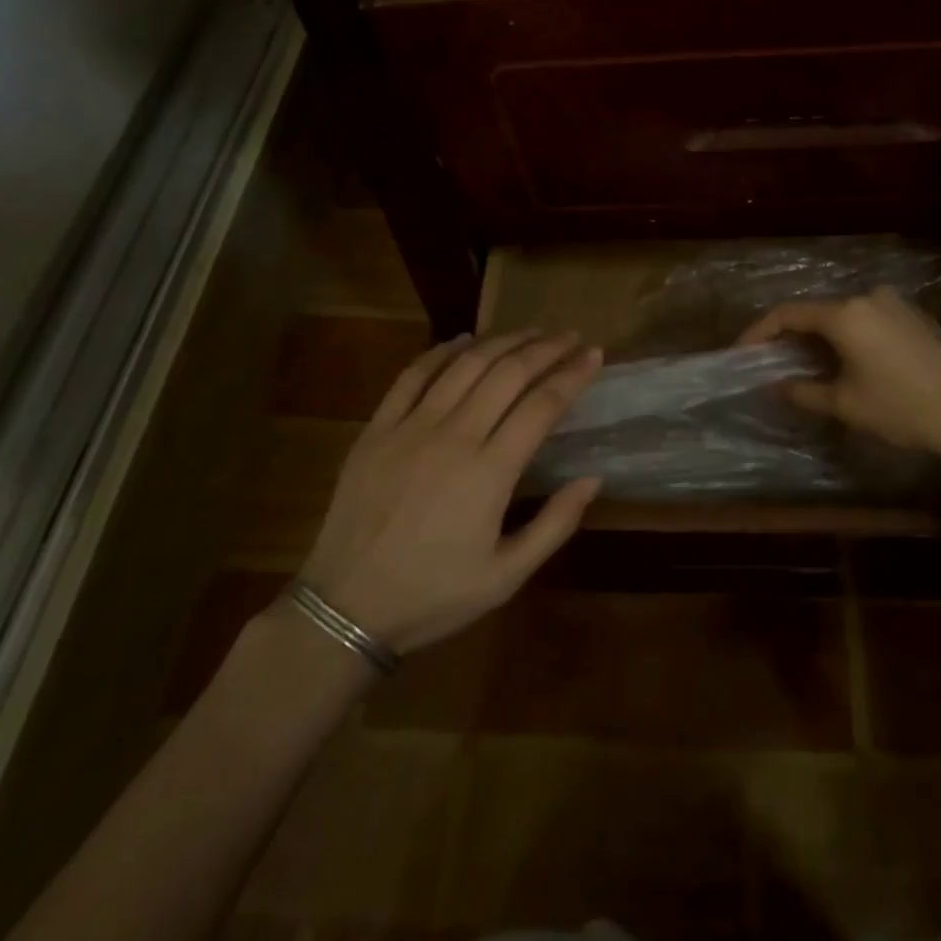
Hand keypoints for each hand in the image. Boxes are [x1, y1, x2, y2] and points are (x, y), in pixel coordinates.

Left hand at [299, 329, 602, 654]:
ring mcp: (411, 427)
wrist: (345, 608)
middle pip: (508, 373)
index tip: (595, 354)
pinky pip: (413, 375)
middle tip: (570, 336)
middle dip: (546, 348)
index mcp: (490, 472)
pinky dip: (442, 351)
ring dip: (503, 341)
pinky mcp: (377, 428)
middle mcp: (454, 436)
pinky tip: (464, 340)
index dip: (573, 374)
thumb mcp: (506, 576)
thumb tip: (593, 478)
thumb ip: (555, 524)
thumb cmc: (433, 595)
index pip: (542, 405)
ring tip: (530, 332)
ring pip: (465, 364)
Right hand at [739, 286, 940, 478]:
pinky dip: (848, 336)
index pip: (788, 314)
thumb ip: (803, 391)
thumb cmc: (904, 409)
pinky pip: (867, 319)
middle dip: (789, 336)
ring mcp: (895, 303)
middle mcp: (868, 297)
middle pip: (816, 311)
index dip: (759, 332)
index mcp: (846, 314)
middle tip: (771, 361)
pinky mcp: (915, 315)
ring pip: (843, 315)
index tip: (741, 352)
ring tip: (806, 365)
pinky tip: (847, 361)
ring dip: (820, 337)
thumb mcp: (847, 405)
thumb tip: (774, 386)